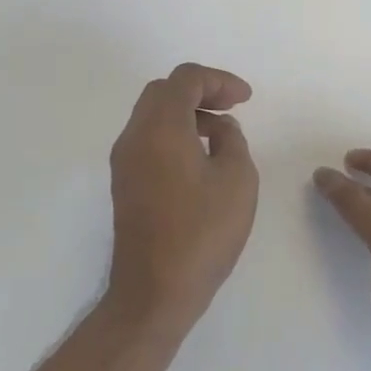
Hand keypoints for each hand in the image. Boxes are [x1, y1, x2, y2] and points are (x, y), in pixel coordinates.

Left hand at [107, 63, 258, 334]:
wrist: (155, 291)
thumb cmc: (203, 233)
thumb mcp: (237, 179)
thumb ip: (231, 140)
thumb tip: (218, 128)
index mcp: (160, 128)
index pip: (185, 79)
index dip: (219, 80)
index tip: (245, 99)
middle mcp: (134, 137)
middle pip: (163, 91)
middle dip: (200, 91)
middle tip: (231, 108)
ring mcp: (124, 162)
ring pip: (152, 115)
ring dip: (186, 112)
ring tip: (220, 134)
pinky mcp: (125, 184)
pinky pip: (148, 139)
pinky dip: (174, 133)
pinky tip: (199, 157)